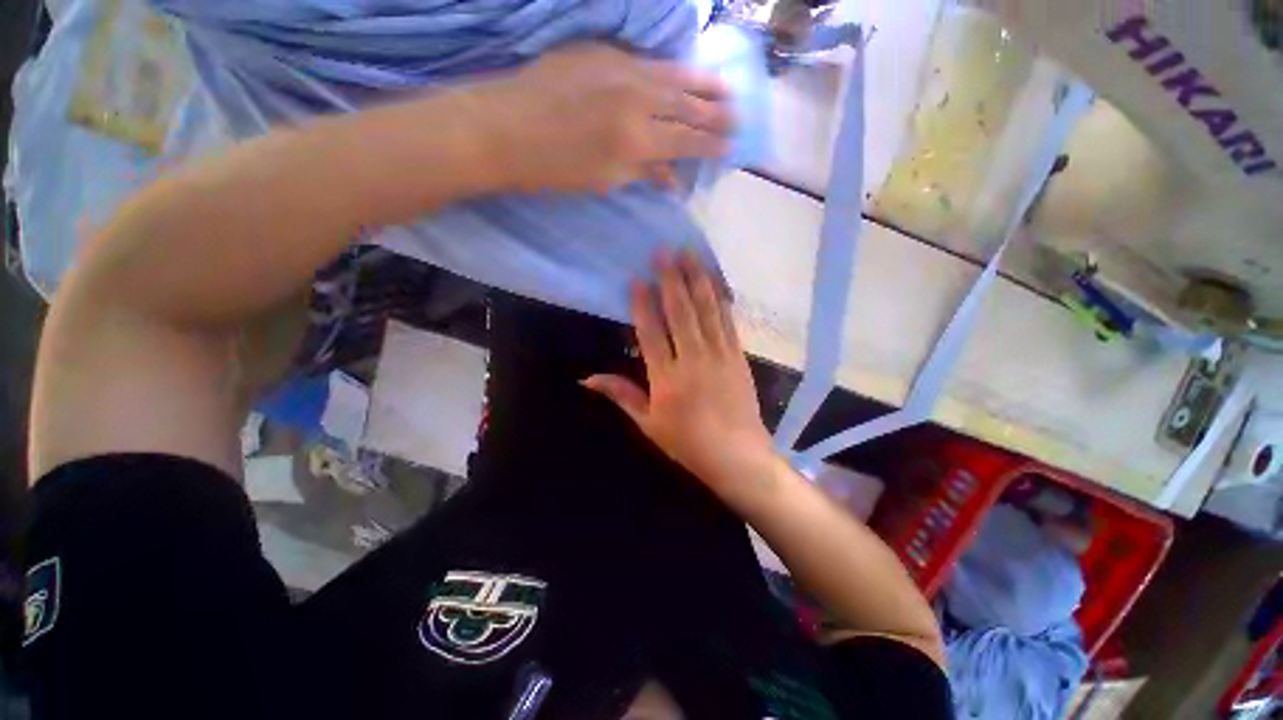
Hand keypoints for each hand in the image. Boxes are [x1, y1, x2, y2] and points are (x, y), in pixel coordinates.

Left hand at [470, 43, 733, 193]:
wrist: (502, 128)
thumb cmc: (553, 168)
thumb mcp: (603, 180)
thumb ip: (643, 172)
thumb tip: (672, 176)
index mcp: (636, 138)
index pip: (687, 139)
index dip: (711, 143)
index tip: (730, 145)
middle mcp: (635, 96)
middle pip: (686, 102)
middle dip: (715, 111)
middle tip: (737, 115)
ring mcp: (617, 66)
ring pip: (671, 73)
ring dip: (700, 83)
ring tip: (723, 87)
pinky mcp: (599, 50)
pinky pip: (644, 61)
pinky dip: (666, 71)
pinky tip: (677, 75)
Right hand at [583, 251, 777, 495]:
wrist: (737, 456)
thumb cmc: (687, 443)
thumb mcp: (648, 424)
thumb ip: (621, 395)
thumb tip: (587, 378)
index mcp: (667, 378)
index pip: (651, 332)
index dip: (644, 304)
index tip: (638, 278)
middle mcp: (693, 360)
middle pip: (681, 313)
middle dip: (671, 279)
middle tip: (664, 251)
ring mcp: (719, 355)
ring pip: (707, 311)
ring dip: (697, 281)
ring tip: (690, 255)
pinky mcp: (738, 357)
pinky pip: (728, 322)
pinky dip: (720, 300)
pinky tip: (715, 283)